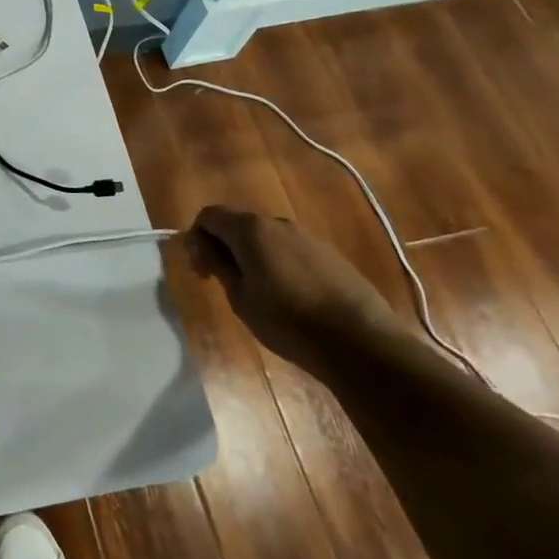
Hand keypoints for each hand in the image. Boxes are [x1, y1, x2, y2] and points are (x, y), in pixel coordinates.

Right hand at [188, 207, 408, 374]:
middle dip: (224, 247)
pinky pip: (291, 250)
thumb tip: (201, 244)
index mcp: (250, 229)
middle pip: (238, 224)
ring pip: (266, 238)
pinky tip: (289, 297)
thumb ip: (218, 264)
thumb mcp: (241, 298)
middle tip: (223, 282)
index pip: (209, 216)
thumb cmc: (288, 321)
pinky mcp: (330, 255)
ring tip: (258, 293)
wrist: (361, 342)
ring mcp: (307, 237)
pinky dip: (279, 264)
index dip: (197, 238)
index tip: (201, 270)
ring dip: (252, 256)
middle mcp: (277, 223)